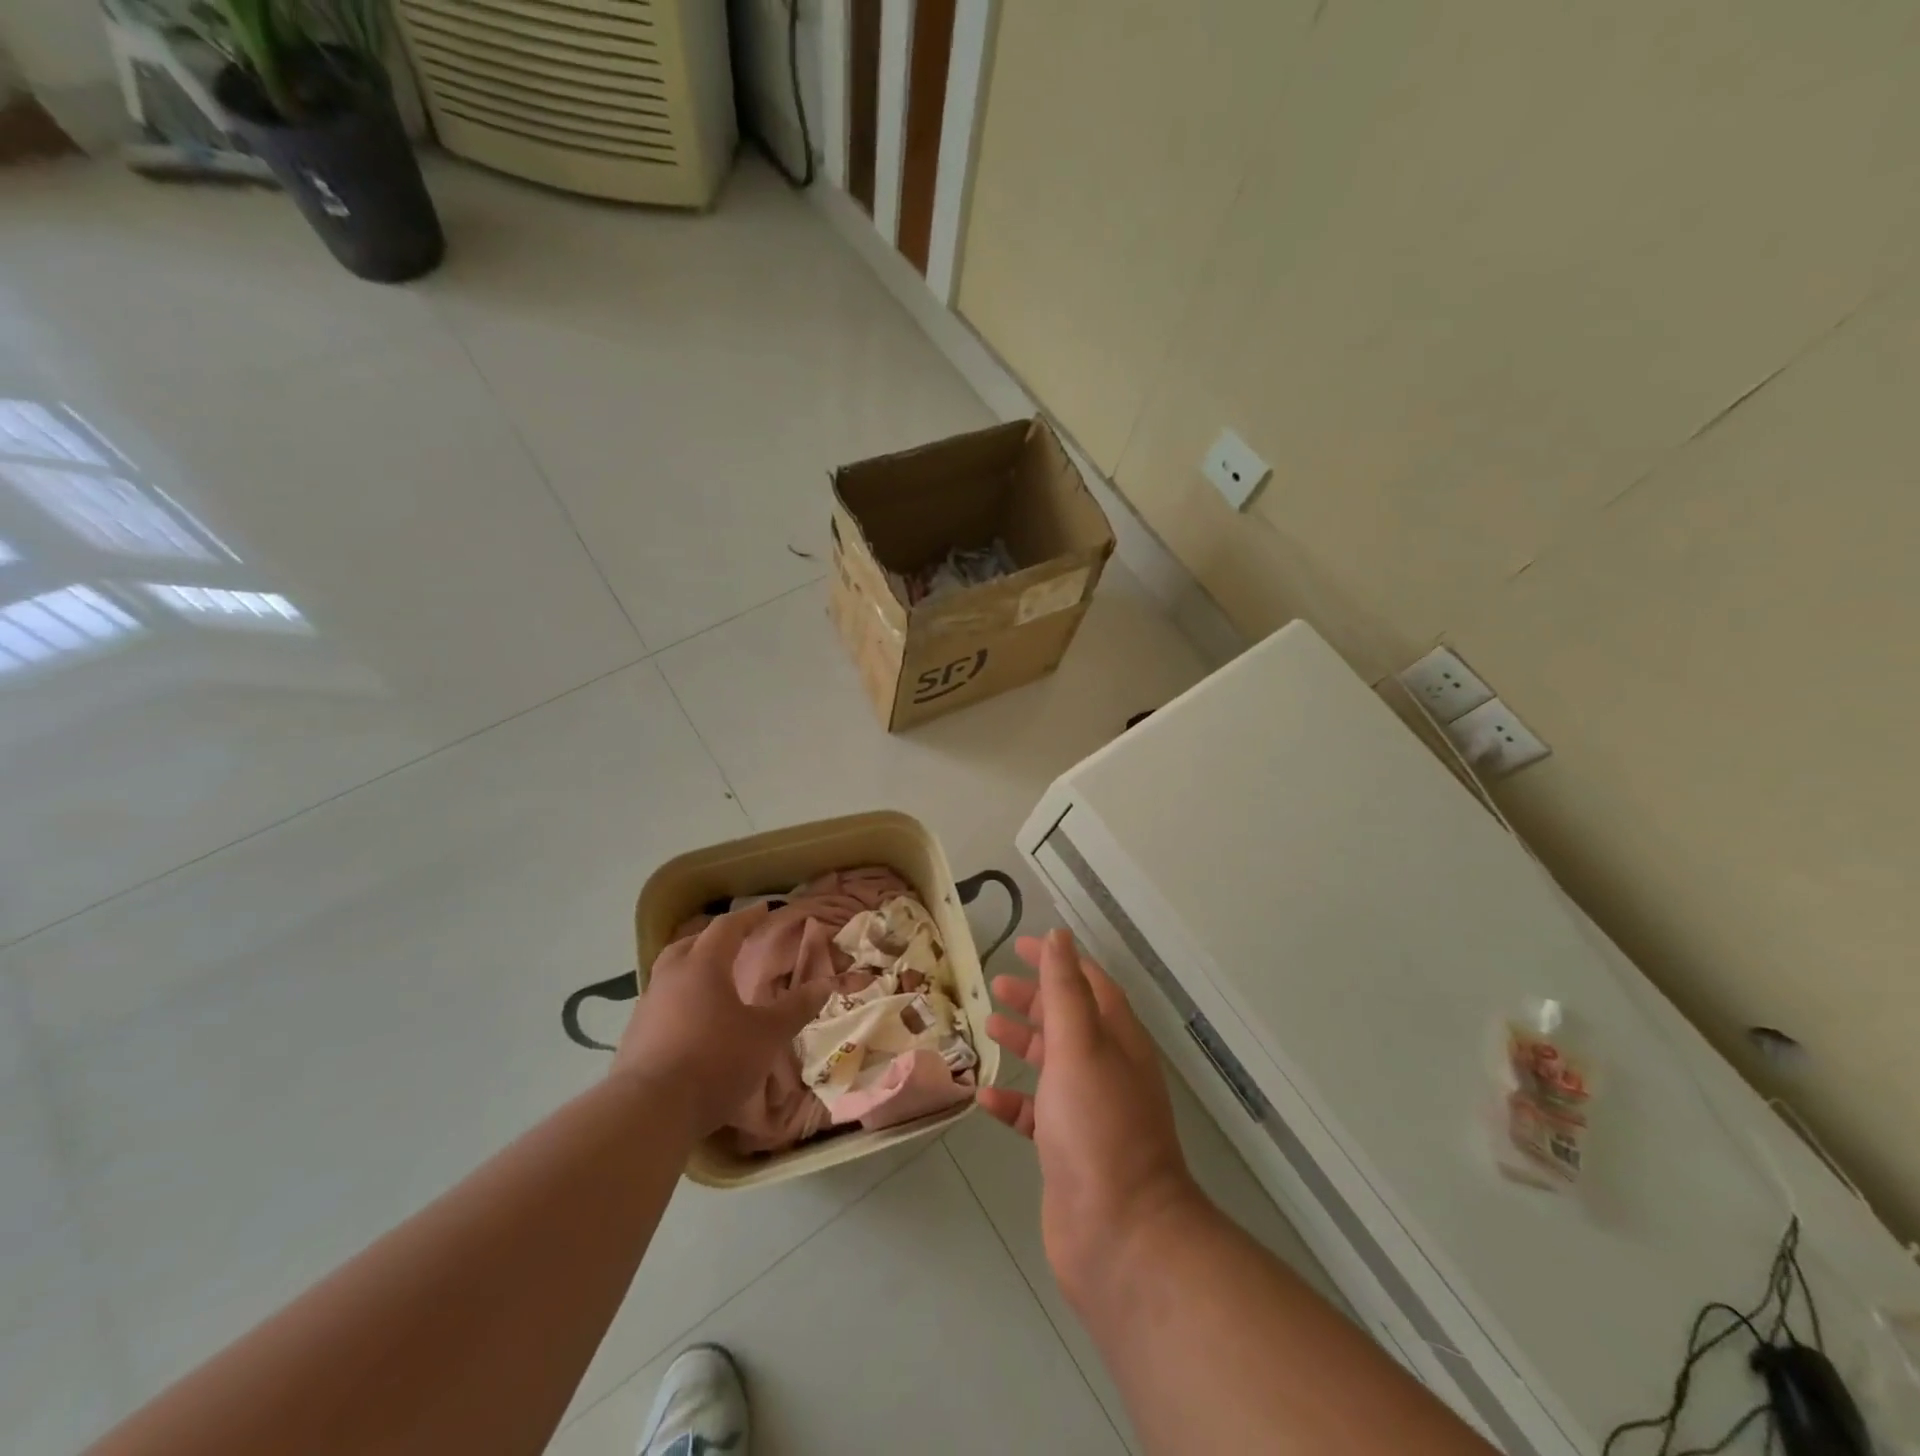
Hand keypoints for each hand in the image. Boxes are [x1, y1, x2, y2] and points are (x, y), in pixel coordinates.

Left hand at [615, 904, 829, 1137]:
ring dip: (690, 971)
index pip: (726, 928)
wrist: (648, 1112)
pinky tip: (690, 1023)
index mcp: (703, 966)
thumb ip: (795, 1008)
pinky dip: (678, 1003)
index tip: (764, 910)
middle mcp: (670, 978)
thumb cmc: (715, 1061)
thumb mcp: (767, 1035)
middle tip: (731, 942)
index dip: (747, 918)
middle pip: (689, 945)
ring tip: (711, 983)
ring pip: (669, 975)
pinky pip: (660, 1006)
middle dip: (711, 939)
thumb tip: (825, 983)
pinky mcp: (633, 1039)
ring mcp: (646, 1008)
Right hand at [977, 928, 1203, 1312]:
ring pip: (1053, 1063)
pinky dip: (1014, 1099)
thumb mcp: (1079, 1045)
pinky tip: (986, 1096)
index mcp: (1118, 1039)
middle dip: (1035, 999)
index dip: (1057, 961)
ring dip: (1024, 1042)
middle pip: (1070, 1020)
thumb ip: (1065, 990)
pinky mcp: (1069, 1149)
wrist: (1121, 1234)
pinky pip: (1037, 1112)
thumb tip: (1059, 936)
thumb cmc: (1098, 1126)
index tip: (1021, 947)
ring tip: (987, 1029)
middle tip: (995, 985)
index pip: (1088, 983)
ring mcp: (1090, 1111)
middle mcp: (1108, 1069)